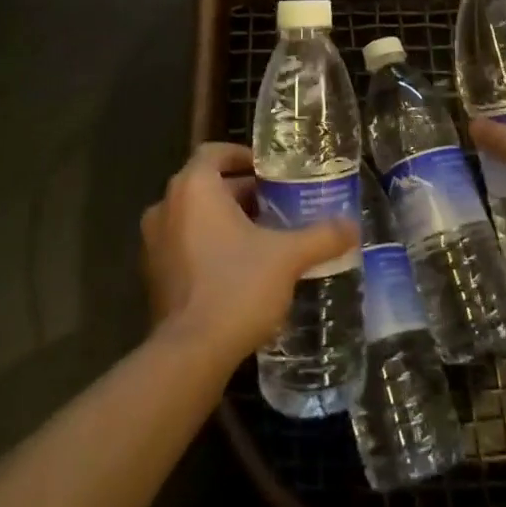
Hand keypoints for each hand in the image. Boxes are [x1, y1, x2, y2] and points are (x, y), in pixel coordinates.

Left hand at [140, 142, 359, 367]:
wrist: (190, 354)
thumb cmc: (236, 287)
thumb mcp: (287, 257)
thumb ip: (321, 236)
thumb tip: (352, 226)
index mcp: (194, 188)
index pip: (214, 152)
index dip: (242, 156)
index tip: (270, 171)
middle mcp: (166, 206)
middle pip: (206, 185)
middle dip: (241, 193)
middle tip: (277, 206)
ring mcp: (154, 242)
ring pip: (194, 216)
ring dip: (225, 220)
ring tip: (264, 236)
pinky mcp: (153, 275)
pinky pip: (183, 244)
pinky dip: (208, 245)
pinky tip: (240, 268)